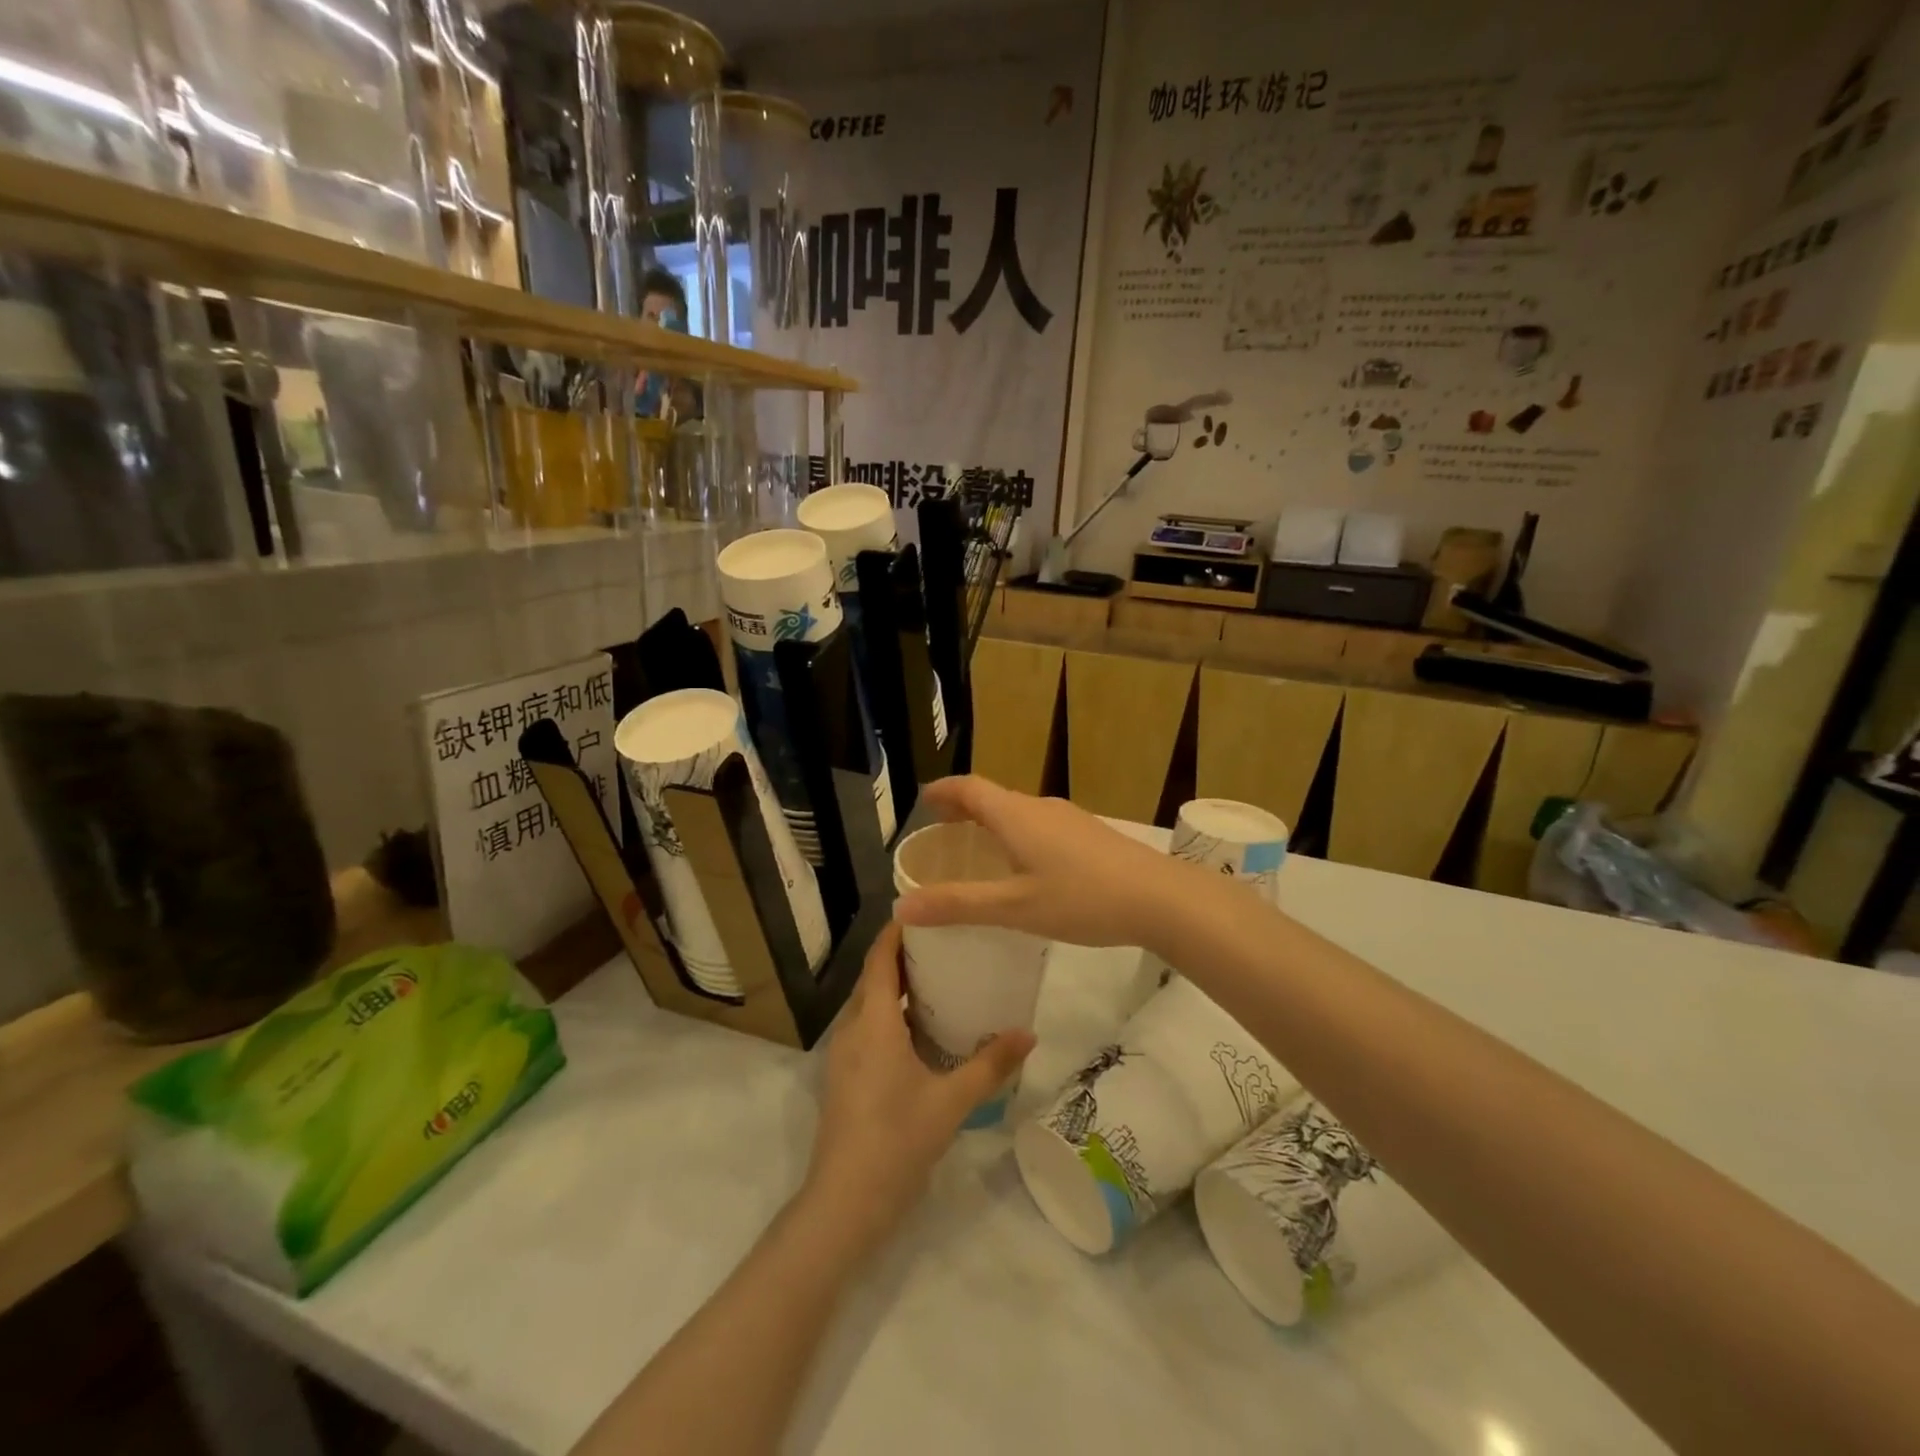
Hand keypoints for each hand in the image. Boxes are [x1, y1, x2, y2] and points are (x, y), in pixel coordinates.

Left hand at [804, 921, 1033, 1246]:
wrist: (845, 1202)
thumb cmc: (897, 1140)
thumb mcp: (952, 1101)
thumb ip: (991, 1065)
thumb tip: (1029, 1032)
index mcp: (873, 1023)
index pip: (880, 959)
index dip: (897, 931)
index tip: (926, 910)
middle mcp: (852, 1029)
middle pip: (873, 977)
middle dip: (902, 956)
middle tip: (945, 944)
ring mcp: (843, 1055)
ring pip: (868, 1005)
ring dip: (895, 987)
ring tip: (938, 980)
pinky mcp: (844, 1078)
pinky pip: (866, 1029)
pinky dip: (889, 1016)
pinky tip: (920, 1031)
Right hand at [894, 776, 1216, 949]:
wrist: (1160, 897)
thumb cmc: (1081, 898)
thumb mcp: (1014, 907)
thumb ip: (959, 905)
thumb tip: (902, 906)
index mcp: (1016, 815)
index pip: (970, 788)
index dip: (943, 791)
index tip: (923, 800)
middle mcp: (1040, 808)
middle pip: (994, 797)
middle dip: (965, 809)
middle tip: (943, 832)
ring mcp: (1070, 819)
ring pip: (1020, 813)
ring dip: (993, 823)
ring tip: (979, 851)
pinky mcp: (1090, 835)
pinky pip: (1041, 826)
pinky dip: (1018, 836)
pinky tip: (1027, 868)